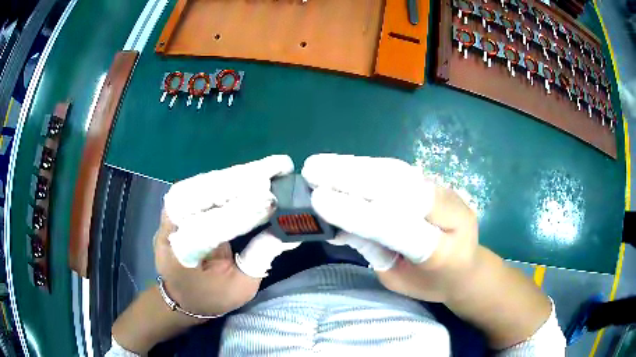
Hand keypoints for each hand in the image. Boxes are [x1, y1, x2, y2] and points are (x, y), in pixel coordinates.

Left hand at [158, 155, 300, 315]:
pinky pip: (199, 185)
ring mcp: (169, 214)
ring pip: (197, 185)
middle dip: (235, 182)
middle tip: (273, 169)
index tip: (270, 202)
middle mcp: (169, 230)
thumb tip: (283, 231)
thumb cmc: (211, 296)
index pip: (206, 230)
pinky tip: (247, 174)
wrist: (180, 294)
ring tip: (265, 168)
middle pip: (196, 196)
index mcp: (182, 259)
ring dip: (232, 176)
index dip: (238, 215)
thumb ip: (258, 259)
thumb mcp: (240, 288)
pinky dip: (224, 178)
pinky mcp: (177, 205)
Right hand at [302, 153, 477, 302]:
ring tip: (322, 164)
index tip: (320, 200)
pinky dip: (369, 167)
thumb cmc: (431, 282)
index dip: (359, 213)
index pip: (399, 228)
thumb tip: (340, 225)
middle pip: (402, 189)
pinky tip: (345, 165)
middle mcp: (452, 214)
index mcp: (444, 252)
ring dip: (358, 166)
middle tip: (313, 171)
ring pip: (400, 173)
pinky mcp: (438, 183)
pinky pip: (401, 172)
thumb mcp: (399, 281)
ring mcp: (448, 193)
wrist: (468, 267)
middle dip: (354, 178)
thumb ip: (375, 253)